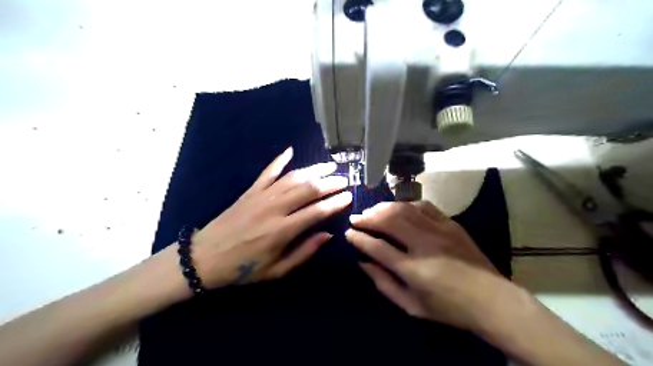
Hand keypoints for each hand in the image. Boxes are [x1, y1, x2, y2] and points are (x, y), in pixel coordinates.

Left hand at [189, 148, 352, 290]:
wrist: (204, 258)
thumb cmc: (243, 268)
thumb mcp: (277, 270)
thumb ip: (304, 252)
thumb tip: (327, 234)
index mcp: (282, 231)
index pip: (317, 211)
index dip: (335, 202)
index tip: (349, 196)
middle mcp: (274, 208)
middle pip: (308, 189)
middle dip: (330, 182)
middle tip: (345, 178)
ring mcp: (261, 196)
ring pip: (292, 177)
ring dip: (313, 169)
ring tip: (330, 165)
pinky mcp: (250, 191)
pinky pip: (268, 171)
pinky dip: (280, 160)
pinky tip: (290, 150)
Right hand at [344, 201, 511, 331]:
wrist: (492, 300)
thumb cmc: (448, 308)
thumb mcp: (410, 306)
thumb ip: (383, 284)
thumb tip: (362, 263)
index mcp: (412, 269)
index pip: (376, 246)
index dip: (358, 238)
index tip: (348, 233)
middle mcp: (424, 244)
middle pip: (388, 220)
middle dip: (367, 217)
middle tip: (356, 218)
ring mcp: (439, 230)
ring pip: (403, 209)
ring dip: (383, 208)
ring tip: (372, 211)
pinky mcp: (450, 223)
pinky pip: (423, 205)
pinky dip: (406, 205)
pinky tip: (399, 209)